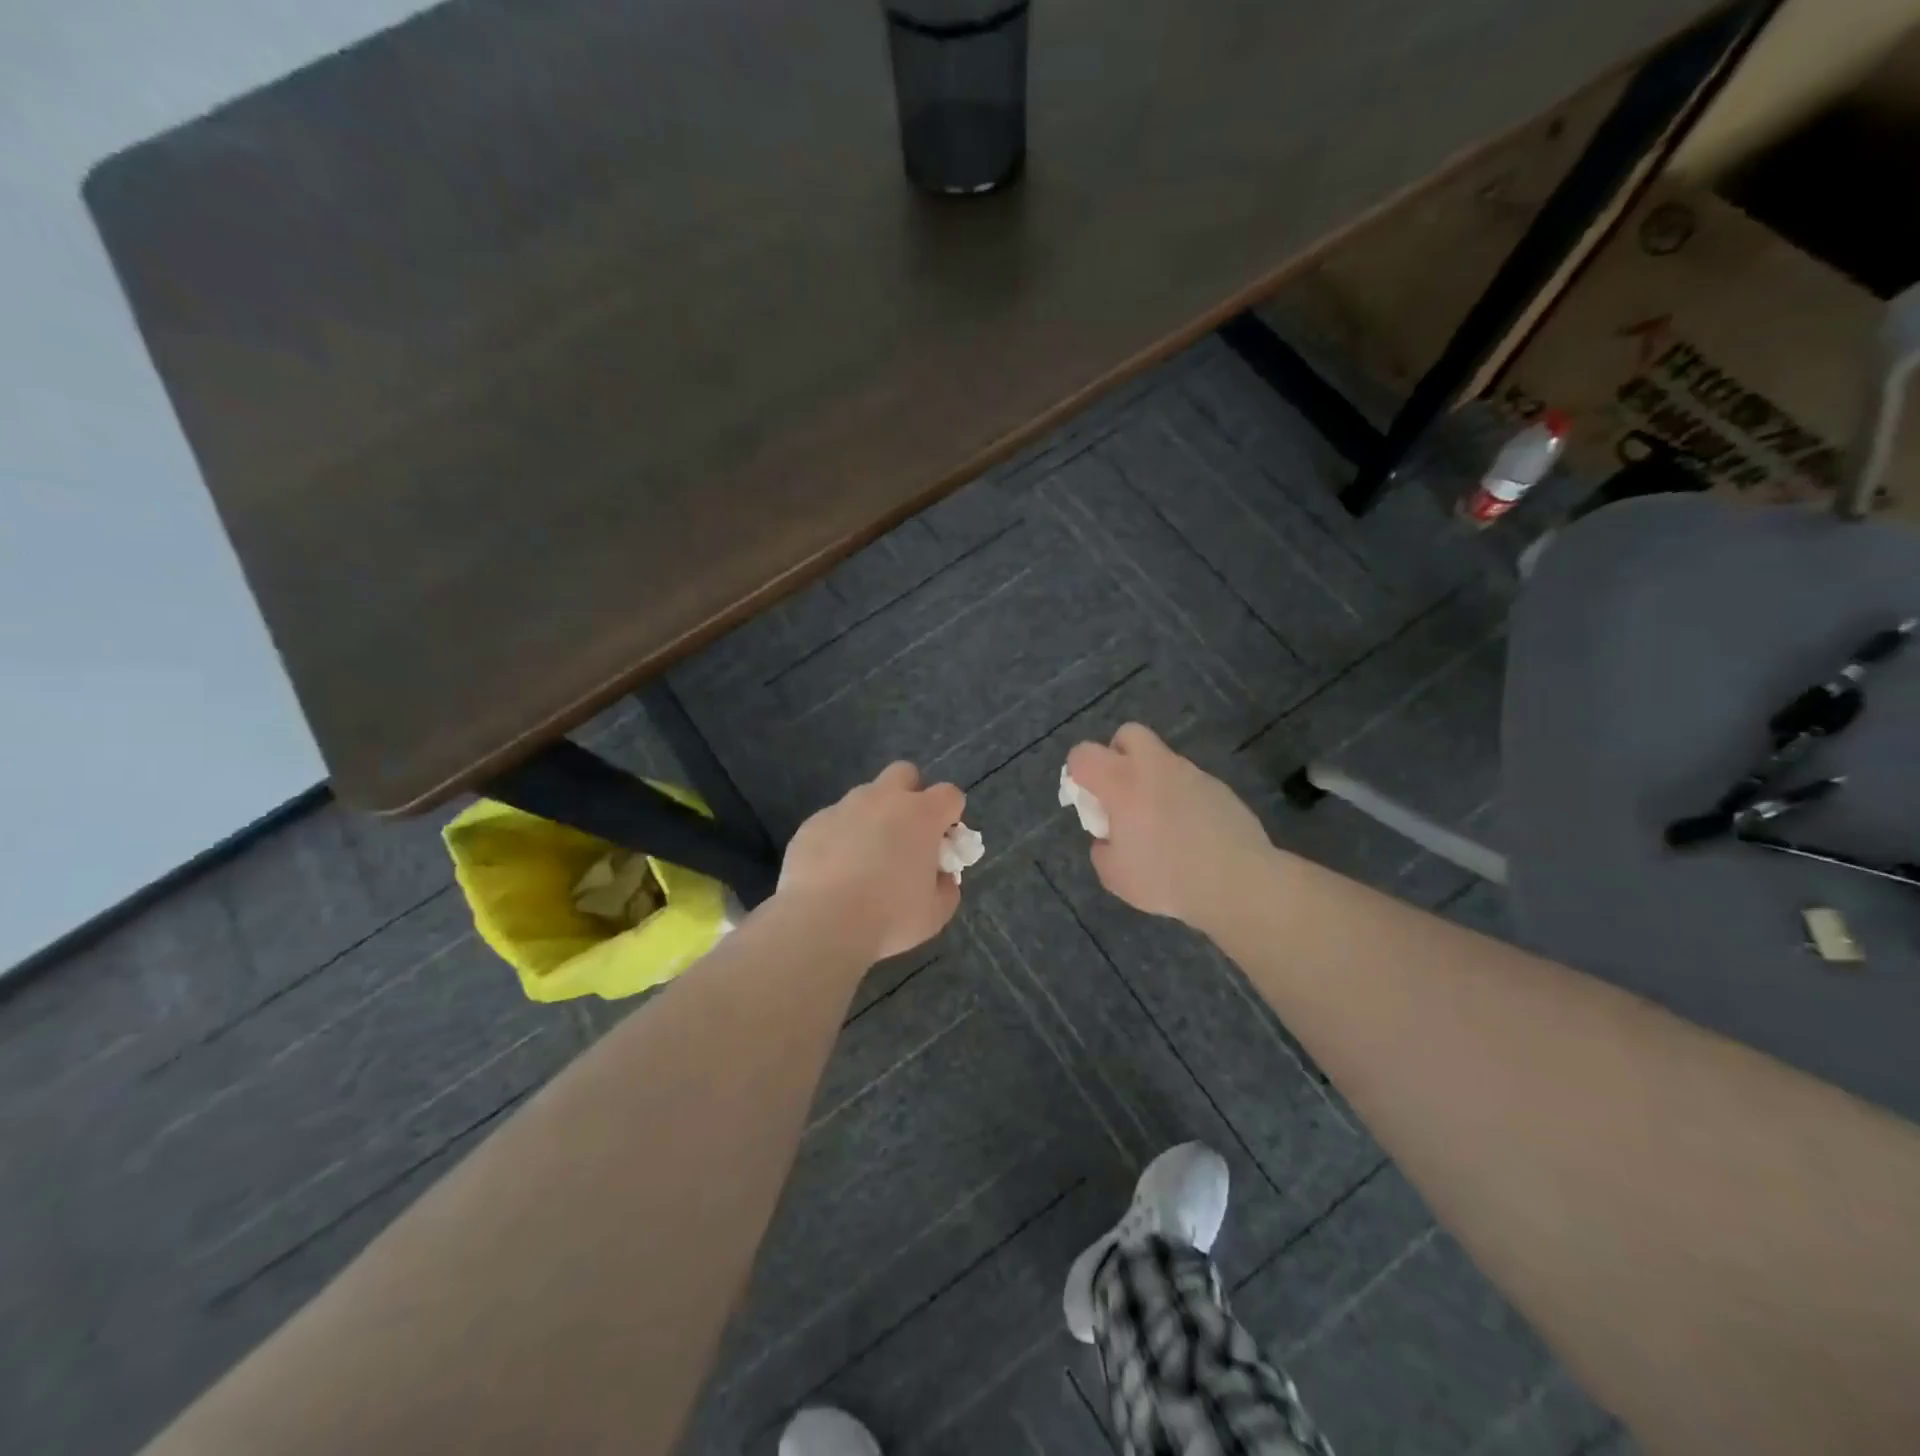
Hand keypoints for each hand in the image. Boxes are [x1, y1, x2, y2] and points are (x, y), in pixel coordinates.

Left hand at [777, 762, 964, 959]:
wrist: (821, 924)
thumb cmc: (889, 918)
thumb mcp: (935, 913)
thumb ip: (946, 887)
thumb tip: (941, 876)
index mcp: (921, 815)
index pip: (950, 794)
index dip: (950, 816)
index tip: (943, 843)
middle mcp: (882, 800)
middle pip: (904, 773)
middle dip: (910, 795)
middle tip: (905, 836)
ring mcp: (843, 808)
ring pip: (864, 798)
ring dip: (871, 819)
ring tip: (863, 861)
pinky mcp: (811, 824)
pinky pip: (833, 822)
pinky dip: (839, 839)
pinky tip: (832, 872)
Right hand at [1065, 723, 1273, 930]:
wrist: (1237, 881)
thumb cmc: (1165, 877)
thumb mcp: (1114, 875)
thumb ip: (1102, 850)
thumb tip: (1109, 839)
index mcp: (1121, 782)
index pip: (1083, 754)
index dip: (1077, 773)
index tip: (1086, 801)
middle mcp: (1155, 767)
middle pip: (1128, 734)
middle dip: (1117, 755)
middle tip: (1120, 793)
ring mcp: (1191, 774)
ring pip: (1162, 760)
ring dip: (1152, 780)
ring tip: (1159, 823)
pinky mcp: (1219, 788)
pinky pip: (1189, 783)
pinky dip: (1181, 799)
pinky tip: (1190, 834)